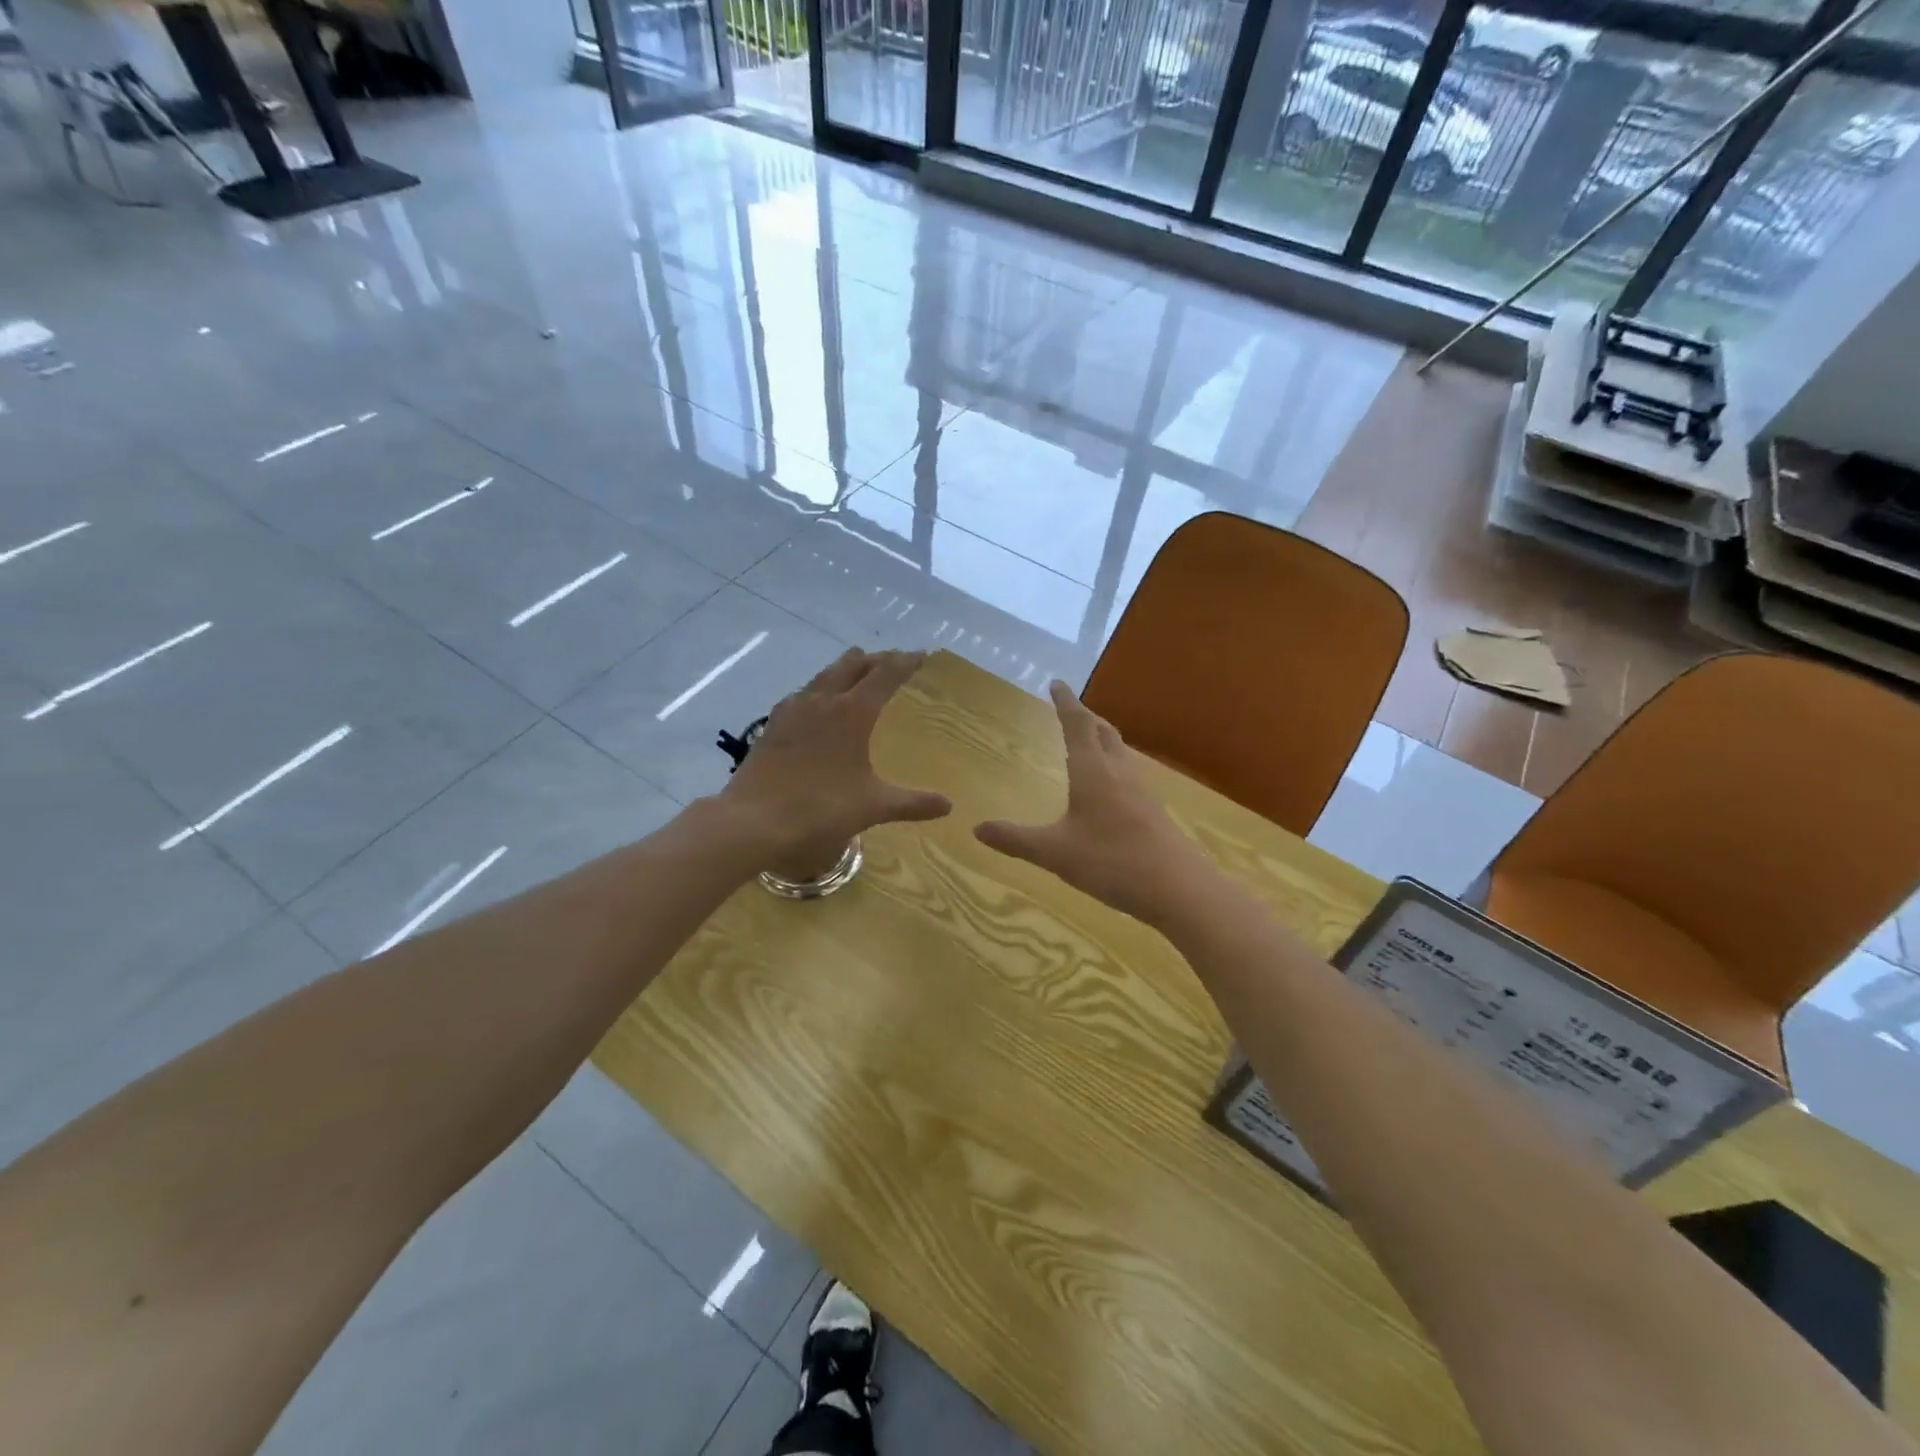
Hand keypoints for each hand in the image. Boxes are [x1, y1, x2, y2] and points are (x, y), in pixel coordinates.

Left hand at [715, 649, 951, 878]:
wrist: (755, 819)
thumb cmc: (821, 808)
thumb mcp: (873, 806)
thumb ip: (913, 803)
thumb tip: (948, 805)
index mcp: (853, 713)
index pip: (885, 675)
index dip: (905, 663)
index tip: (920, 655)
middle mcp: (823, 701)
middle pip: (852, 666)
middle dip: (875, 659)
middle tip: (891, 659)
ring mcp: (793, 710)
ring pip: (824, 675)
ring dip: (844, 668)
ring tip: (856, 668)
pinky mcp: (773, 724)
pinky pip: (802, 694)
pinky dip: (818, 688)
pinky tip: (814, 701)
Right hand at [974, 682, 1213, 923]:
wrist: (1177, 888)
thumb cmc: (1111, 861)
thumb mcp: (1054, 853)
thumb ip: (1016, 839)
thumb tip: (977, 828)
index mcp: (1092, 772)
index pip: (1077, 725)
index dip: (1065, 703)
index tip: (1057, 683)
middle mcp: (1119, 772)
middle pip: (1104, 732)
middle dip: (1086, 717)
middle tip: (1072, 710)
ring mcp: (1141, 791)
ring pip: (1120, 752)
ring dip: (1103, 739)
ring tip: (1090, 741)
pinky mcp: (1153, 811)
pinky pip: (1130, 774)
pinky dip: (1115, 765)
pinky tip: (1112, 787)